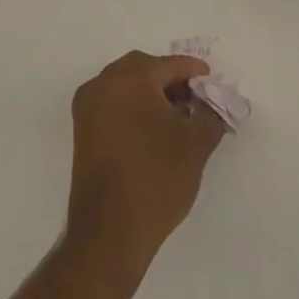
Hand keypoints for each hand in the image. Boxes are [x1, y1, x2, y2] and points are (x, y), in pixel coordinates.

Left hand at [66, 52, 226, 271]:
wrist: (110, 234)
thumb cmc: (156, 178)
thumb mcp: (196, 142)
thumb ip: (211, 113)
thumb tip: (215, 102)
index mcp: (129, 78)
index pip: (170, 65)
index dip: (196, 74)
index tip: (215, 86)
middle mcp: (102, 84)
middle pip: (145, 70)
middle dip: (173, 82)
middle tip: (198, 101)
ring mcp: (88, 109)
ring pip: (128, 87)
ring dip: (154, 96)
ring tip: (181, 120)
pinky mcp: (82, 133)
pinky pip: (115, 105)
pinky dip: (136, 109)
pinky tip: (157, 133)